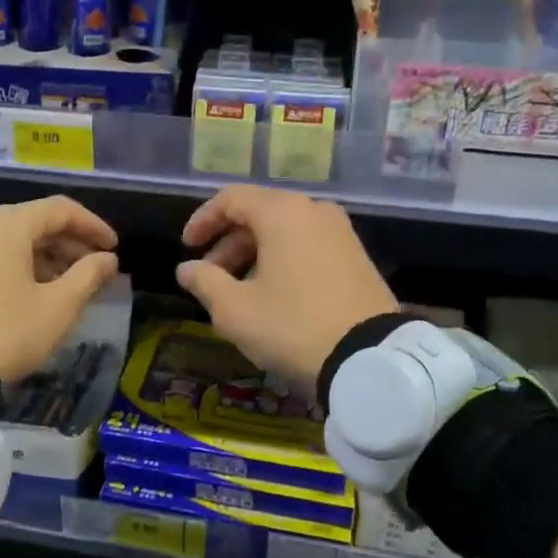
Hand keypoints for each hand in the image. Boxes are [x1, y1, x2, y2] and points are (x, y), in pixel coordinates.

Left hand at [0, 196, 119, 382]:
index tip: (114, 249)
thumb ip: (88, 275)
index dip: (93, 226)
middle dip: (70, 242)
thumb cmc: (7, 330)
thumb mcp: (58, 307)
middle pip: (36, 221)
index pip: (61, 209)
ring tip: (70, 283)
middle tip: (95, 268)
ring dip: (46, 255)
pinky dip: (21, 263)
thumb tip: (107, 259)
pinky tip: (35, 289)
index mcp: (9, 222)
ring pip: (14, 238)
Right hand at [175, 186, 397, 389]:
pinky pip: (308, 244)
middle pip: (259, 213)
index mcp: (282, 212)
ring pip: (285, 230)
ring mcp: (340, 232)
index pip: (231, 199)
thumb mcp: (235, 310)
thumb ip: (204, 282)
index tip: (187, 247)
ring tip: (239, 290)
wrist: (371, 358)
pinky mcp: (357, 255)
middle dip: (228, 242)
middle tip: (210, 275)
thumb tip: (186, 268)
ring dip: (255, 253)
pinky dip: (283, 259)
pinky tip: (273, 293)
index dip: (203, 220)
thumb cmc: (292, 326)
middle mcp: (313, 210)